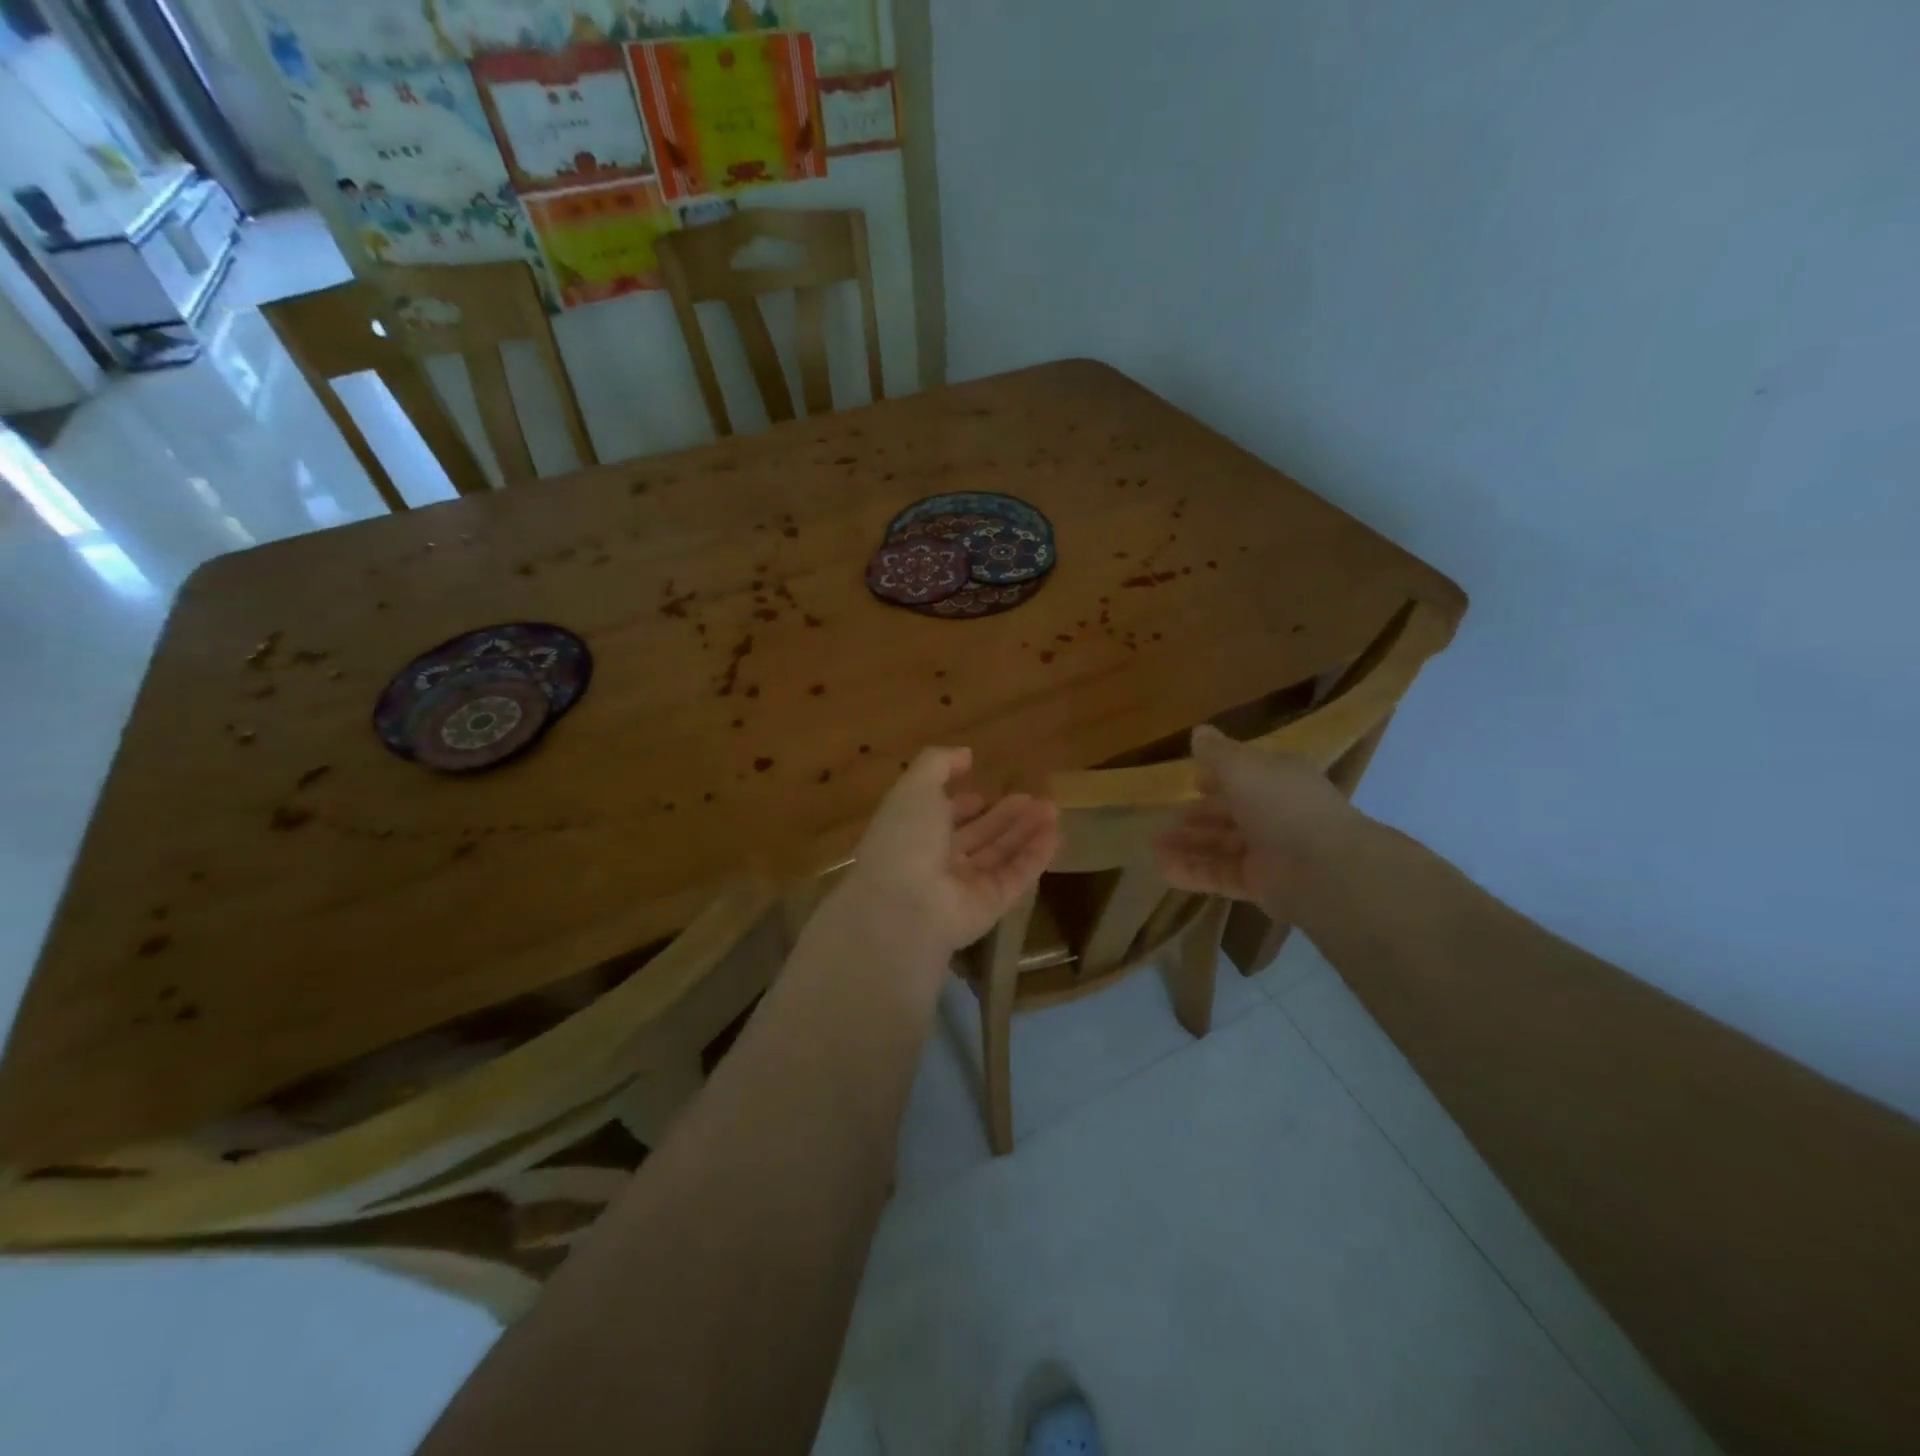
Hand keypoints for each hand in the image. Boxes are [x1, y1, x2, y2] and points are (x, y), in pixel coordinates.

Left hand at [840, 747, 1059, 953]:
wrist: (905, 904)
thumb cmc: (906, 838)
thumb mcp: (915, 787)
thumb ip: (938, 764)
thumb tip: (965, 754)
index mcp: (913, 834)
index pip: (941, 818)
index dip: (962, 805)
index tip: (983, 792)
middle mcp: (937, 861)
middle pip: (977, 837)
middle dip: (1003, 817)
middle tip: (1033, 798)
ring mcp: (964, 887)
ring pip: (1000, 855)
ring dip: (1026, 832)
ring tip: (1053, 809)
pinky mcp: (990, 906)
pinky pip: (1016, 877)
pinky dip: (1036, 856)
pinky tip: (1056, 834)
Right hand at [1153, 725, 1364, 918]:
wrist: (1322, 868)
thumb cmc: (1281, 804)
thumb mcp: (1242, 767)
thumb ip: (1217, 752)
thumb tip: (1198, 731)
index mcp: (1279, 780)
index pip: (1247, 776)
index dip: (1219, 777)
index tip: (1193, 782)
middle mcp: (1277, 814)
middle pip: (1232, 814)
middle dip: (1199, 816)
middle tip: (1166, 819)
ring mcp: (1270, 853)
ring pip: (1222, 847)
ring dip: (1189, 845)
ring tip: (1154, 847)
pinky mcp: (1261, 885)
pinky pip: (1221, 876)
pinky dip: (1193, 872)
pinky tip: (1163, 870)